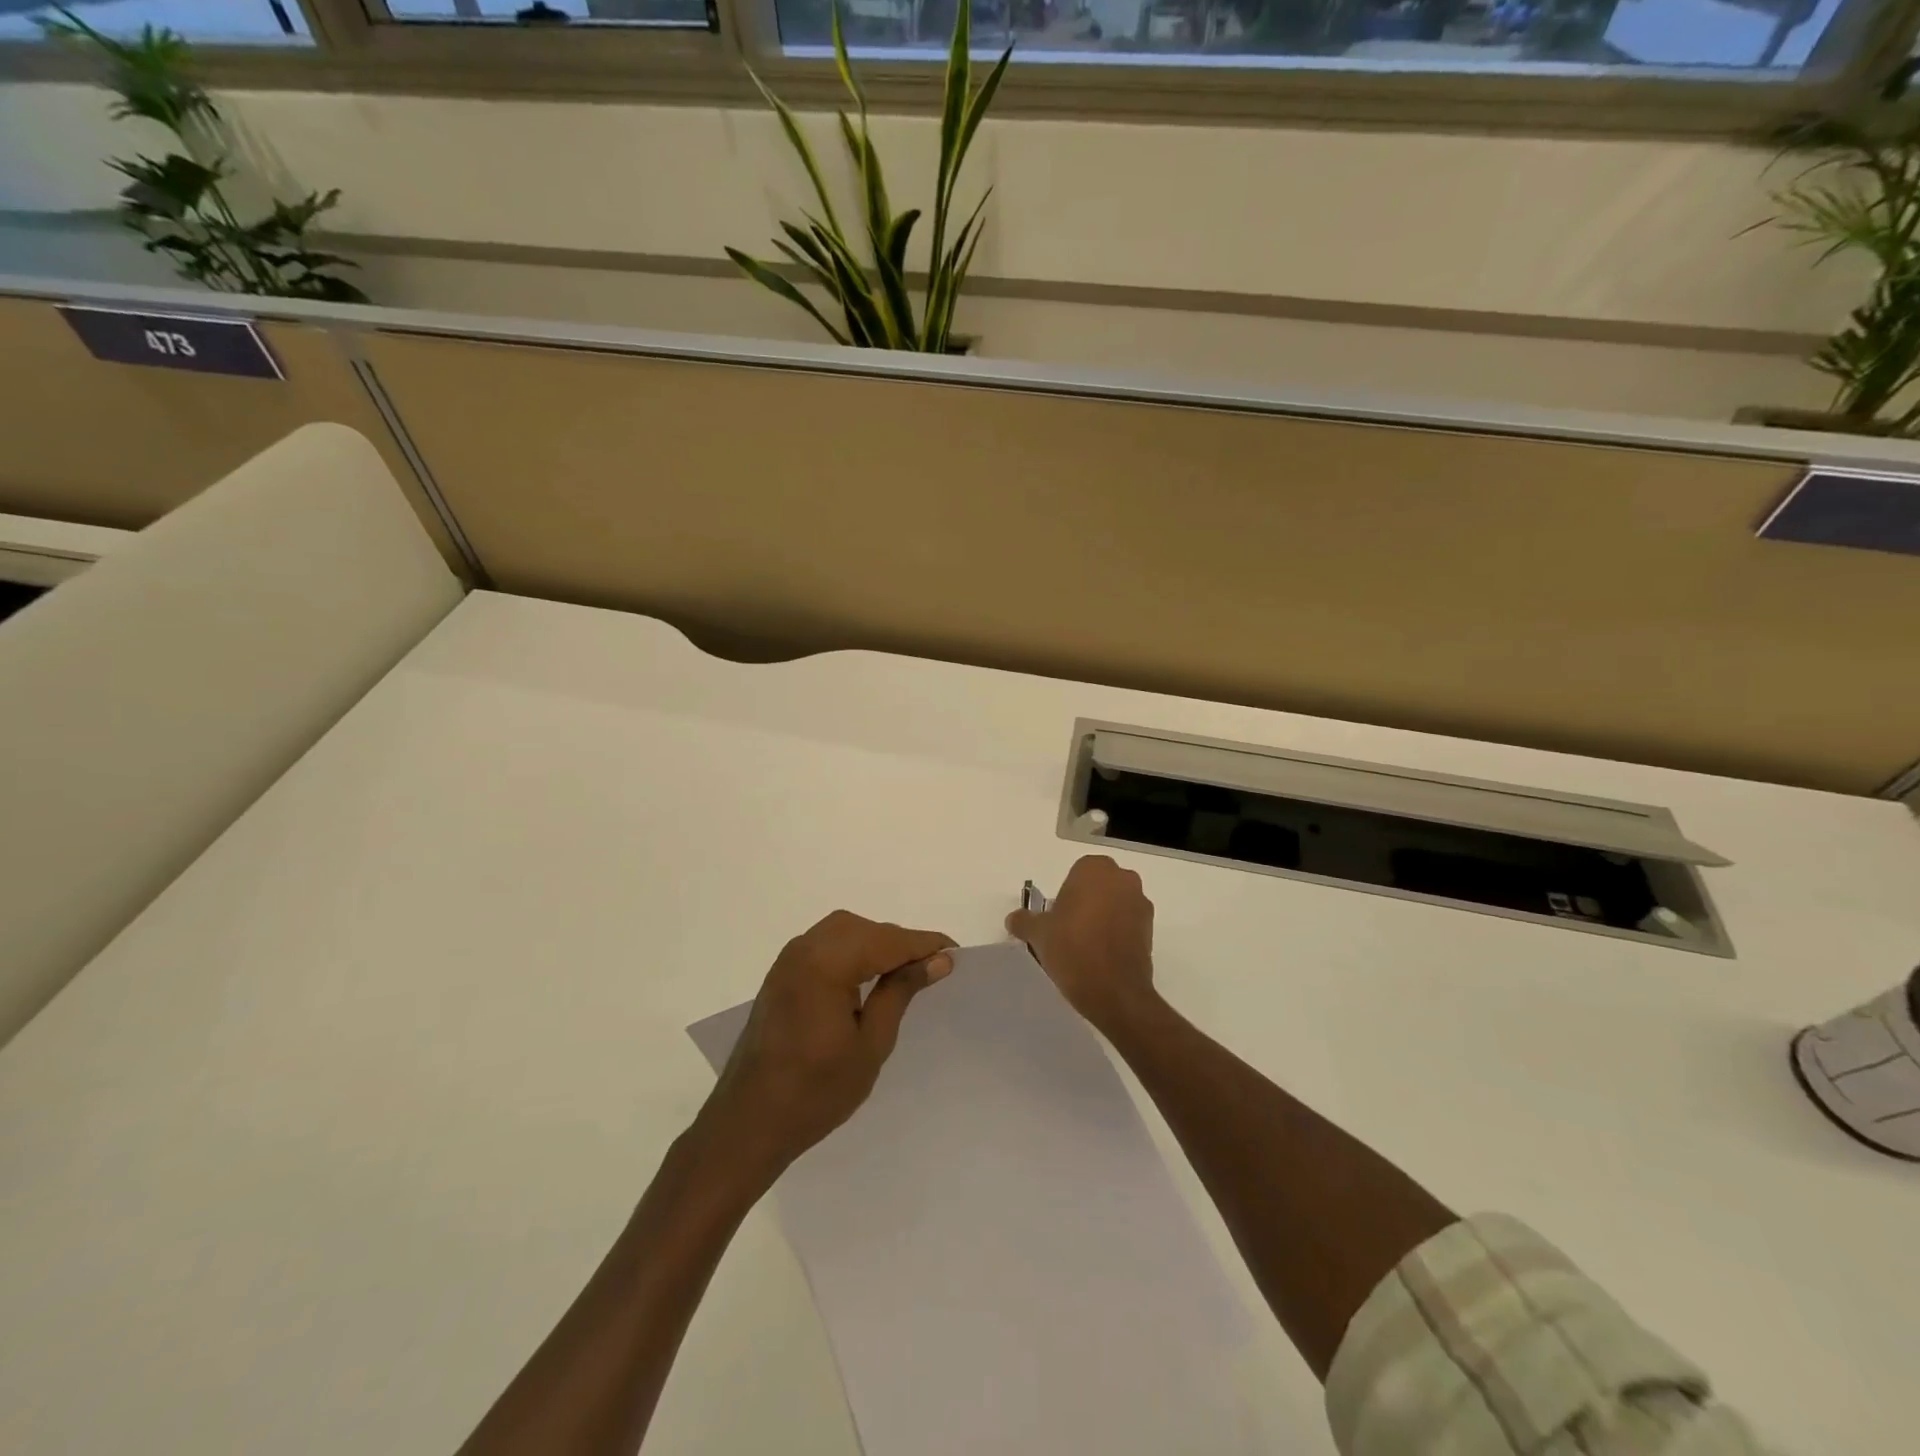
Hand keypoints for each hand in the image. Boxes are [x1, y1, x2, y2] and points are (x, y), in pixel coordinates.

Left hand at [696, 911, 954, 1185]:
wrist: (748, 1124)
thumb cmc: (815, 1092)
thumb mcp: (871, 1044)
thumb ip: (901, 992)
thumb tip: (937, 960)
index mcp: (826, 964)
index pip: (888, 941)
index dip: (924, 944)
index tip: (956, 954)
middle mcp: (804, 949)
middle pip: (865, 929)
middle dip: (899, 943)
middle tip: (931, 968)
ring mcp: (788, 960)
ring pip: (844, 932)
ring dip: (876, 944)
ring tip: (903, 974)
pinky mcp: (781, 974)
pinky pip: (825, 945)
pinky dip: (852, 952)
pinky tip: (867, 977)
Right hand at [1006, 855, 1159, 1031]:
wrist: (1115, 992)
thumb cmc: (1073, 949)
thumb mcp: (1038, 934)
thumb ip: (1024, 921)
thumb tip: (1014, 919)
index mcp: (1095, 869)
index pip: (1076, 873)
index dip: (1065, 895)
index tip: (1056, 917)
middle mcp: (1123, 879)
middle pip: (1098, 886)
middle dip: (1085, 902)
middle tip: (1067, 929)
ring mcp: (1141, 903)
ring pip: (1115, 903)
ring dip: (1102, 917)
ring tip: (1085, 945)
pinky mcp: (1151, 929)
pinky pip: (1127, 923)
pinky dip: (1116, 932)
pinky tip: (1101, 955)